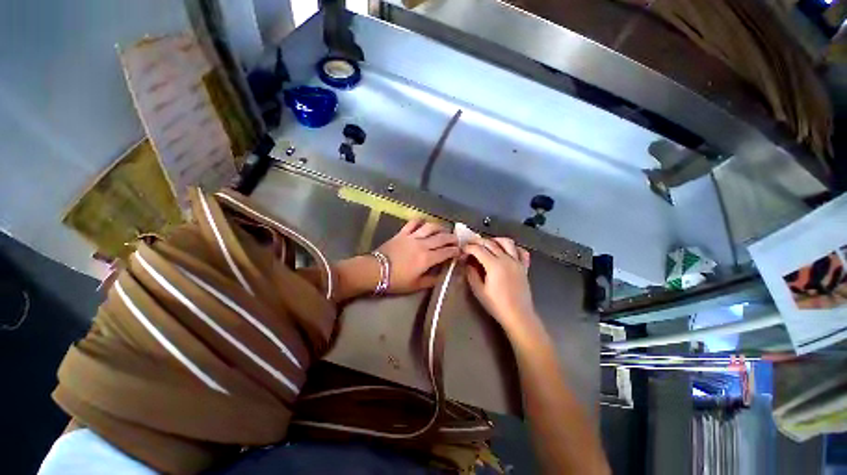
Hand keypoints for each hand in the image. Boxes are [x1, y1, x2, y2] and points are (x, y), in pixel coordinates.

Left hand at [377, 220, 459, 292]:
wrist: (375, 270)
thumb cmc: (396, 280)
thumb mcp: (416, 285)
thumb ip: (431, 280)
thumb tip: (442, 275)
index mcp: (427, 259)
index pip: (446, 252)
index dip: (455, 251)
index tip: (460, 250)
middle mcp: (422, 245)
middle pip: (442, 237)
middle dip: (452, 238)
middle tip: (456, 239)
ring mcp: (412, 237)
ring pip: (430, 227)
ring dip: (440, 227)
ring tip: (444, 230)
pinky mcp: (402, 233)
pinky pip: (413, 223)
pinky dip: (420, 220)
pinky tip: (424, 222)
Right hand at [464, 238, 536, 333]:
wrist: (518, 315)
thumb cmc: (496, 305)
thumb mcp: (479, 290)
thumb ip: (471, 274)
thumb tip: (467, 263)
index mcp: (494, 265)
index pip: (479, 249)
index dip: (468, 247)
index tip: (462, 250)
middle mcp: (506, 259)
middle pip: (490, 243)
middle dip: (478, 242)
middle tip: (469, 245)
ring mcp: (517, 262)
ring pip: (507, 242)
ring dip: (495, 240)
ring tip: (487, 244)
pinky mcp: (524, 267)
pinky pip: (521, 251)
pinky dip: (513, 247)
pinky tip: (507, 251)